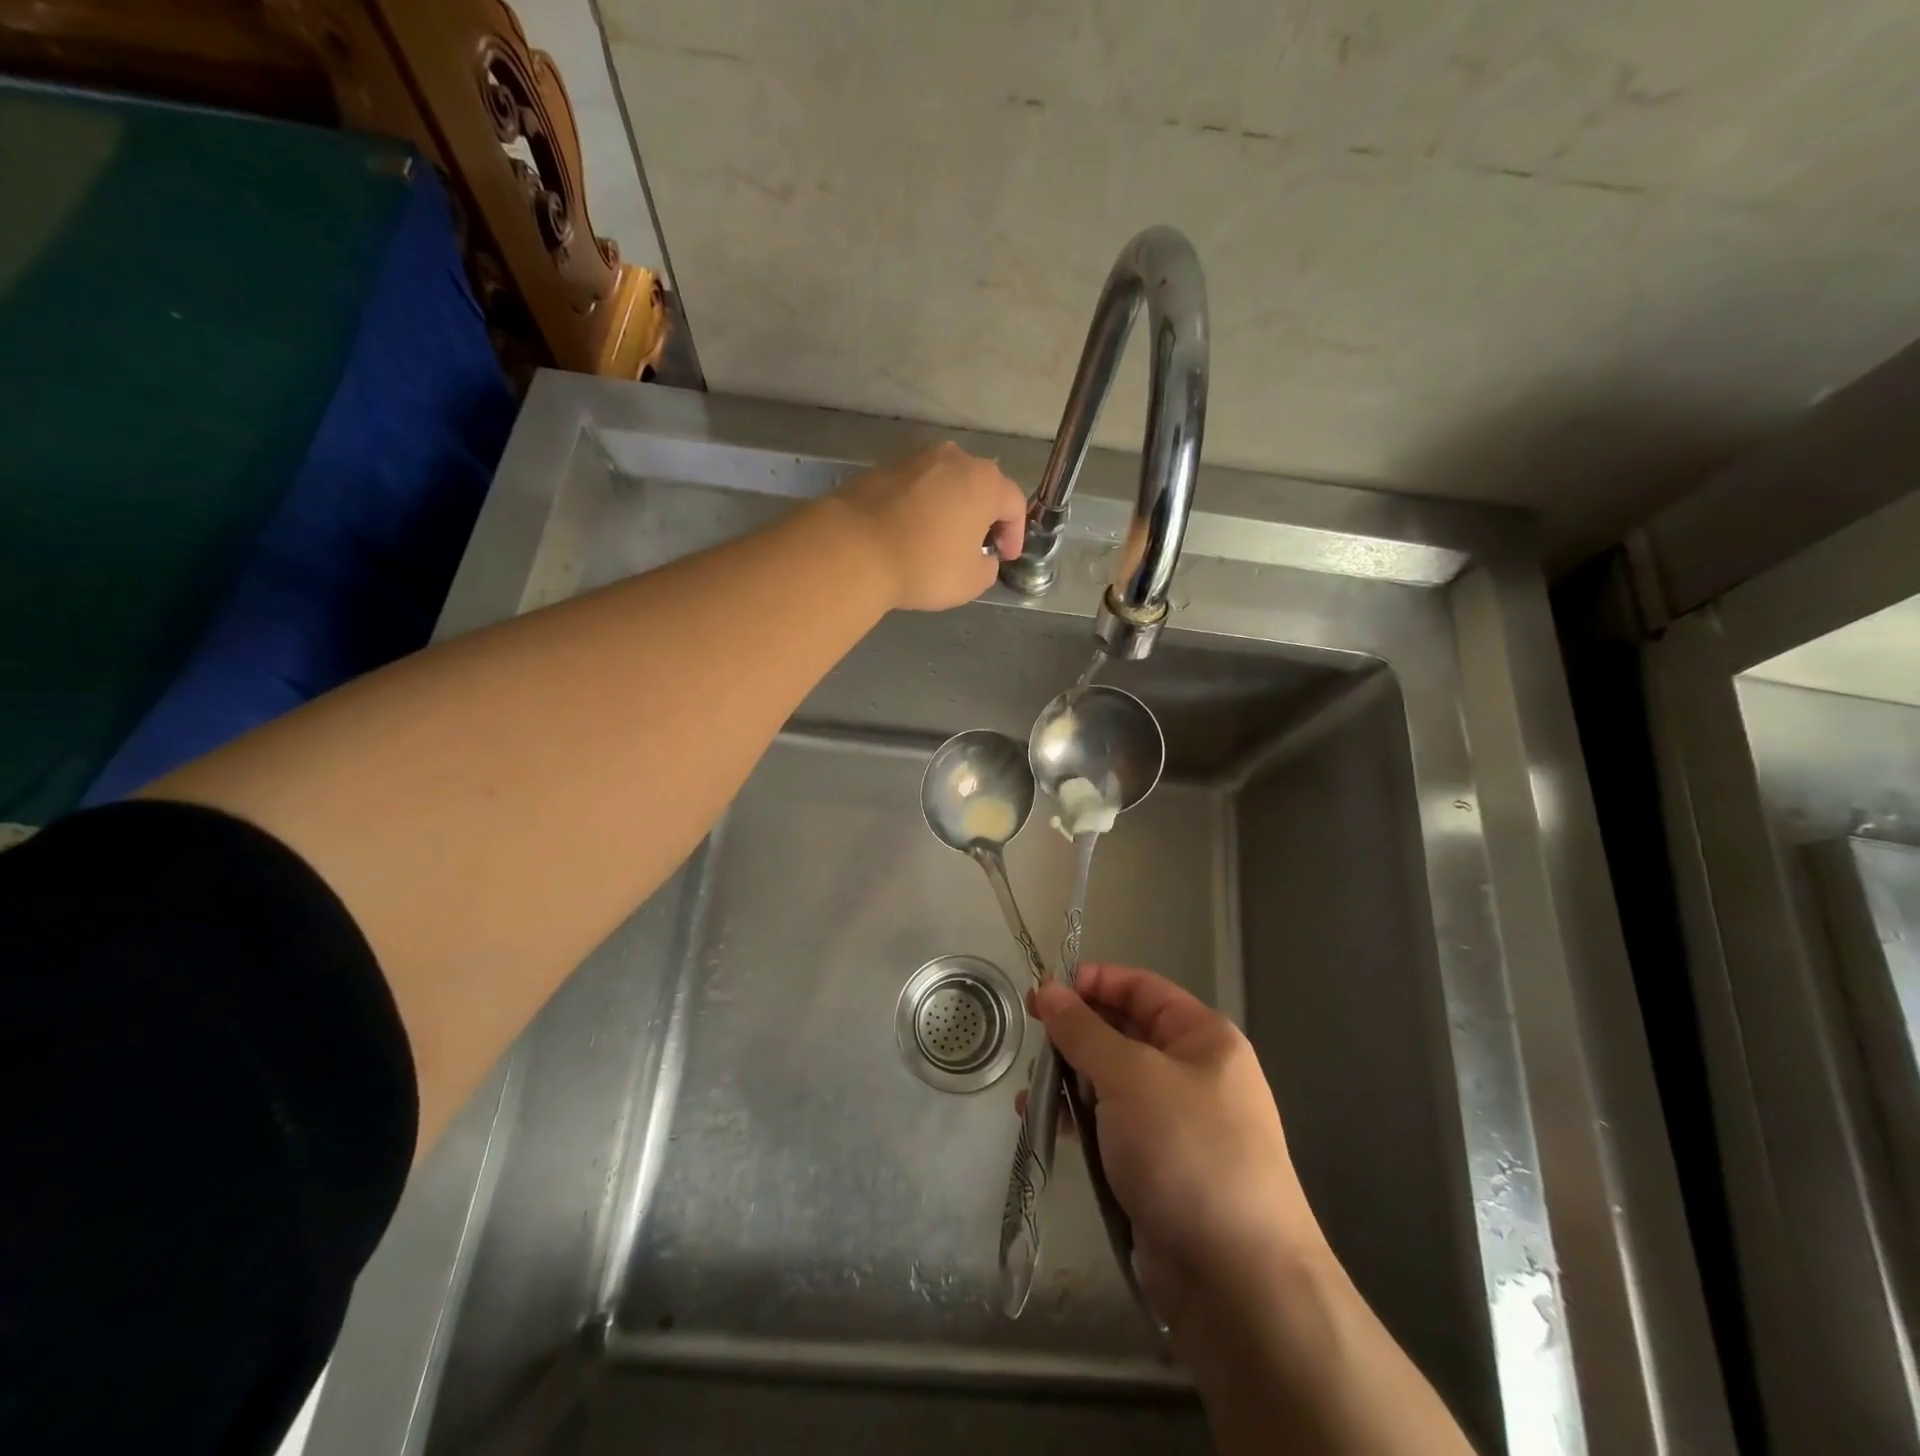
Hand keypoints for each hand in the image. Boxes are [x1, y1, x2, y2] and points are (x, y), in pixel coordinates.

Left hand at [828, 442, 1026, 610]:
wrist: (852, 549)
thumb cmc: (924, 565)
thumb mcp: (972, 581)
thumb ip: (988, 567)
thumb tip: (981, 558)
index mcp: (984, 482)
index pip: (1014, 503)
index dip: (1015, 533)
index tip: (1006, 557)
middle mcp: (953, 459)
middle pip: (980, 485)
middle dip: (984, 515)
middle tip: (979, 545)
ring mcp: (914, 460)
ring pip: (945, 483)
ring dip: (950, 508)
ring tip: (943, 538)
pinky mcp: (881, 469)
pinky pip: (913, 489)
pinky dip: (920, 507)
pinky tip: (911, 533)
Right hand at [1032, 964, 1327, 1326]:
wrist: (1239, 1281)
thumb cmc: (1187, 1151)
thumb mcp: (1130, 1077)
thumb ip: (1084, 1032)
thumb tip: (1049, 990)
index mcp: (1203, 1038)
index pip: (1142, 988)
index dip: (1093, 982)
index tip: (1045, 991)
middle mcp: (1194, 1072)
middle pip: (1124, 1033)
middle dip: (1076, 1034)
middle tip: (1031, 1039)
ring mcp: (1177, 1122)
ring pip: (1113, 1081)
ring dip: (1070, 1080)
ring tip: (1030, 1091)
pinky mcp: (1159, 1166)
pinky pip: (1111, 1124)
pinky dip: (1078, 1119)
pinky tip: (1042, 1124)